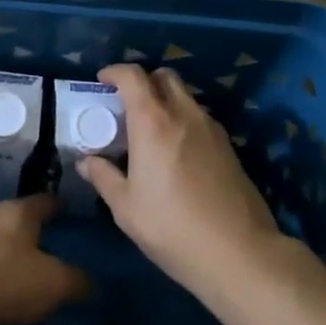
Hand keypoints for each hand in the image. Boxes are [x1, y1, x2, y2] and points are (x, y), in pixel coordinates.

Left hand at [0, 194, 91, 324]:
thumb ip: (75, 282)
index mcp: (21, 212)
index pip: (47, 201)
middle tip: (57, 248)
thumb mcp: (50, 284)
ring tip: (30, 274)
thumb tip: (92, 283)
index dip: (61, 207)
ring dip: (13, 255)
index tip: (72, 211)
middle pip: (21, 220)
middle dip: (37, 233)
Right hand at [80, 64, 283, 298]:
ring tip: (152, 129)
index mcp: (152, 121)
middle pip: (165, 76)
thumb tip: (86, 162)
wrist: (239, 252)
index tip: (103, 81)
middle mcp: (183, 114)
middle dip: (144, 81)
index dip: (115, 71)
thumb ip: (104, 178)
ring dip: (166, 100)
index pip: (133, 76)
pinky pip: (200, 118)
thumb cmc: (172, 227)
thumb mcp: (126, 208)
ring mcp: (211, 128)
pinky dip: (184, 119)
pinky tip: (177, 150)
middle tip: (128, 104)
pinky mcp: (229, 146)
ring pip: (186, 96)